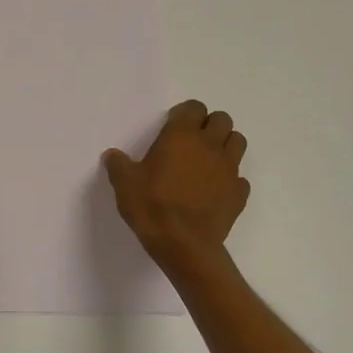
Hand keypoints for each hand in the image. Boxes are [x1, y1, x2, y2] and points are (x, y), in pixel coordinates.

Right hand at [103, 99, 249, 275]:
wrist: (184, 245)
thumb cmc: (152, 206)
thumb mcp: (124, 184)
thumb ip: (118, 165)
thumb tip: (112, 156)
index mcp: (182, 135)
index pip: (194, 107)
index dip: (185, 113)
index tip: (173, 125)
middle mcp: (210, 145)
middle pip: (222, 119)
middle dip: (210, 125)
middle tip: (193, 141)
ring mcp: (229, 169)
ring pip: (238, 142)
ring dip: (226, 145)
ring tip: (208, 160)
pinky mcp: (239, 193)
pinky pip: (240, 177)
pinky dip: (231, 179)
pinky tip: (216, 190)